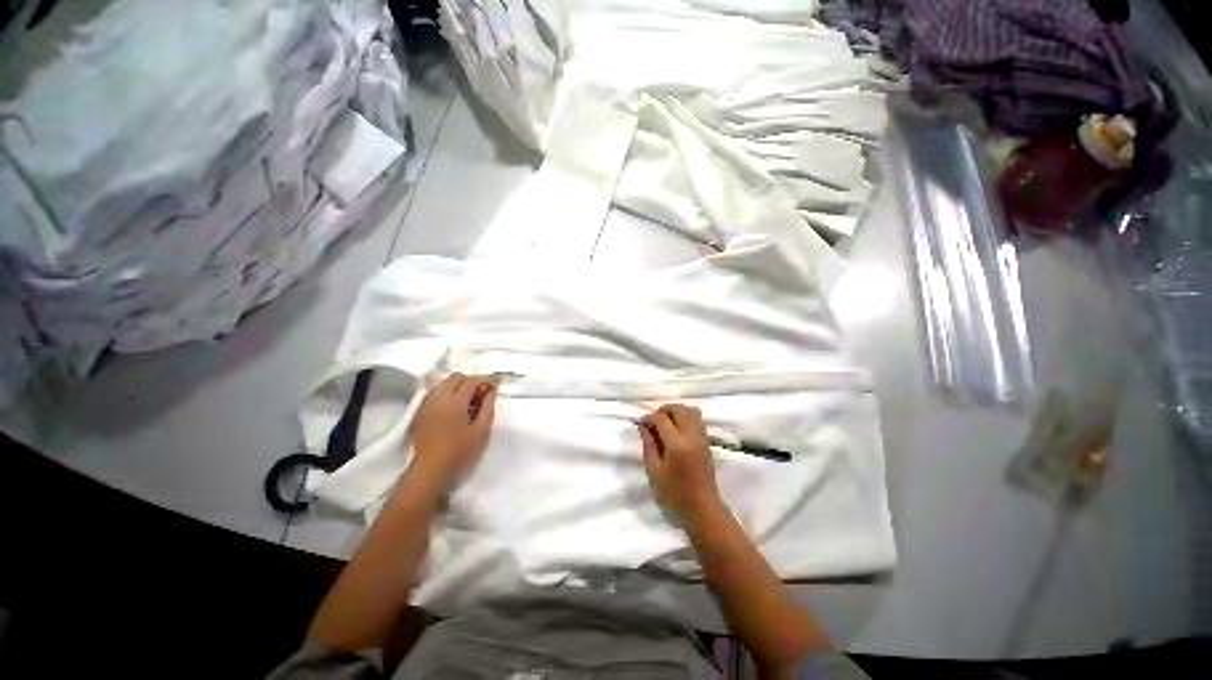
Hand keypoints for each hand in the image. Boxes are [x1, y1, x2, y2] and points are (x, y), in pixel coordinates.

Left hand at [409, 373, 497, 492]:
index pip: (471, 381)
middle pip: (456, 377)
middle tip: (482, 393)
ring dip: (458, 386)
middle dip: (471, 380)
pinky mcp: (421, 412)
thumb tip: (491, 392)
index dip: (485, 380)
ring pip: (444, 384)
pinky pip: (436, 393)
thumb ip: (488, 407)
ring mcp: (427, 404)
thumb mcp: (481, 431)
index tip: (495, 385)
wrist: (430, 470)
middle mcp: (439, 398)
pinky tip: (454, 408)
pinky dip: (447, 394)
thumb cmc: (460, 451)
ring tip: (469, 401)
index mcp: (455, 401)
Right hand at [638, 404, 721, 522]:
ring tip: (665, 422)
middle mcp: (691, 435)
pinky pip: (697, 418)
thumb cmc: (674, 494)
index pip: (661, 418)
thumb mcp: (654, 471)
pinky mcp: (707, 441)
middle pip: (678, 409)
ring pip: (690, 410)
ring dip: (676, 411)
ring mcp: (702, 437)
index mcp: (676, 444)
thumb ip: (648, 445)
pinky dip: (685, 416)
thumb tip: (642, 426)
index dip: (649, 417)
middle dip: (663, 410)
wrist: (702, 508)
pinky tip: (676, 428)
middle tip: (652, 421)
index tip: (640, 423)